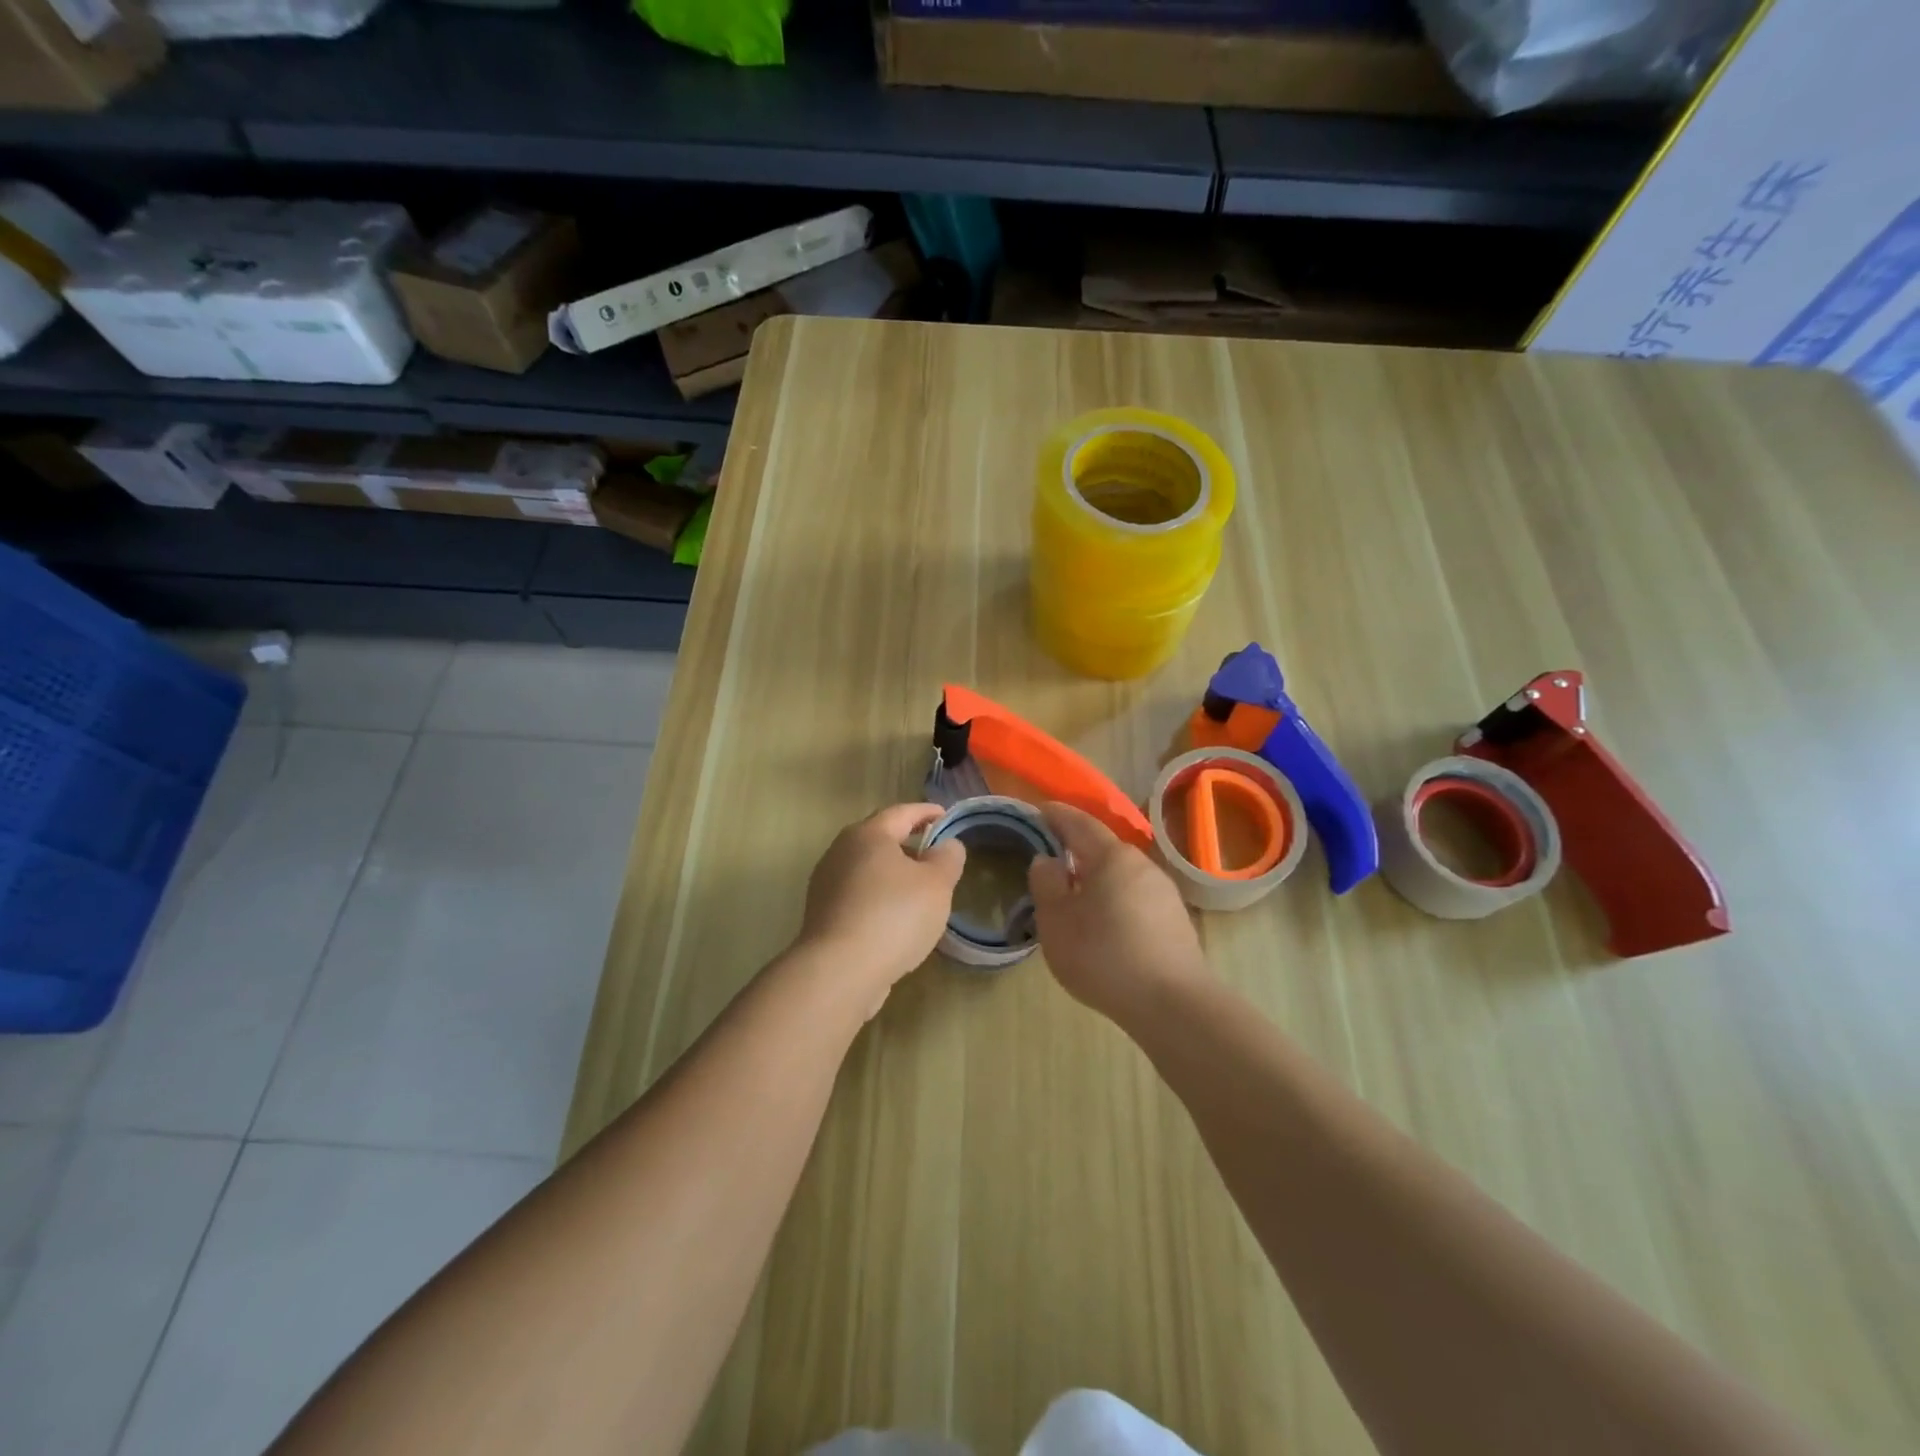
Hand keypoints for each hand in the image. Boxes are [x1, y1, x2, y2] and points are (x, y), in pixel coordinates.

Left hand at [797, 803, 965, 1012]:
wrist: (839, 971)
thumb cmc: (894, 916)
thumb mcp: (936, 884)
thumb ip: (947, 858)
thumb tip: (946, 845)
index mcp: (868, 834)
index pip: (902, 812)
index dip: (926, 812)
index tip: (946, 816)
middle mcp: (841, 851)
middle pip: (879, 839)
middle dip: (908, 843)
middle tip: (934, 854)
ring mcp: (826, 884)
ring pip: (867, 869)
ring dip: (892, 874)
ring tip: (918, 890)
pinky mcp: (822, 915)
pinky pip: (858, 896)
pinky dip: (879, 898)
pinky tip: (895, 918)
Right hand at [1028, 801, 1208, 1027]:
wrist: (1172, 1003)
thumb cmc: (1104, 955)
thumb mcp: (1057, 921)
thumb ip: (1046, 884)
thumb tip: (1047, 860)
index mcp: (1112, 857)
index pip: (1080, 823)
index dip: (1057, 815)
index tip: (1039, 810)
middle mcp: (1142, 864)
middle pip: (1104, 847)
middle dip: (1077, 848)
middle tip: (1052, 856)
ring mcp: (1164, 892)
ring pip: (1121, 874)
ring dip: (1097, 877)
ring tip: (1075, 894)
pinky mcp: (1175, 919)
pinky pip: (1136, 896)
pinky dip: (1115, 899)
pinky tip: (1105, 923)